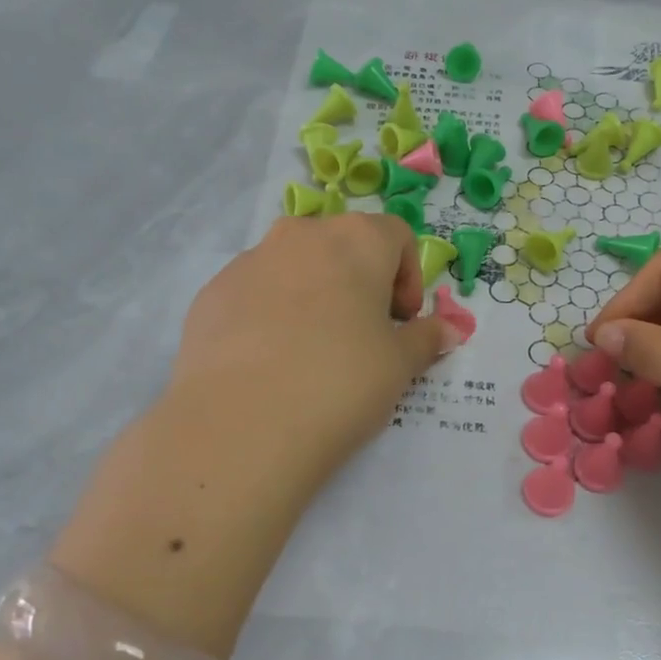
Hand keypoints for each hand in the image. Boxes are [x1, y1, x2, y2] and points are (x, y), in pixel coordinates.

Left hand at [164, 214, 456, 499]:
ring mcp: (249, 261)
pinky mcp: (212, 294)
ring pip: (295, 267)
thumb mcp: (400, 365)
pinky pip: (254, 292)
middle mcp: (301, 235)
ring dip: (313, 295)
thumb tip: (448, 329)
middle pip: (342, 245)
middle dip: (360, 282)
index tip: (403, 322)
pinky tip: (269, 362)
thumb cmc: (340, 381)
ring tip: (312, 351)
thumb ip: (426, 338)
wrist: (242, 424)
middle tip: (363, 334)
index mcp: (355, 240)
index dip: (408, 277)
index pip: (396, 235)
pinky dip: (270, 313)